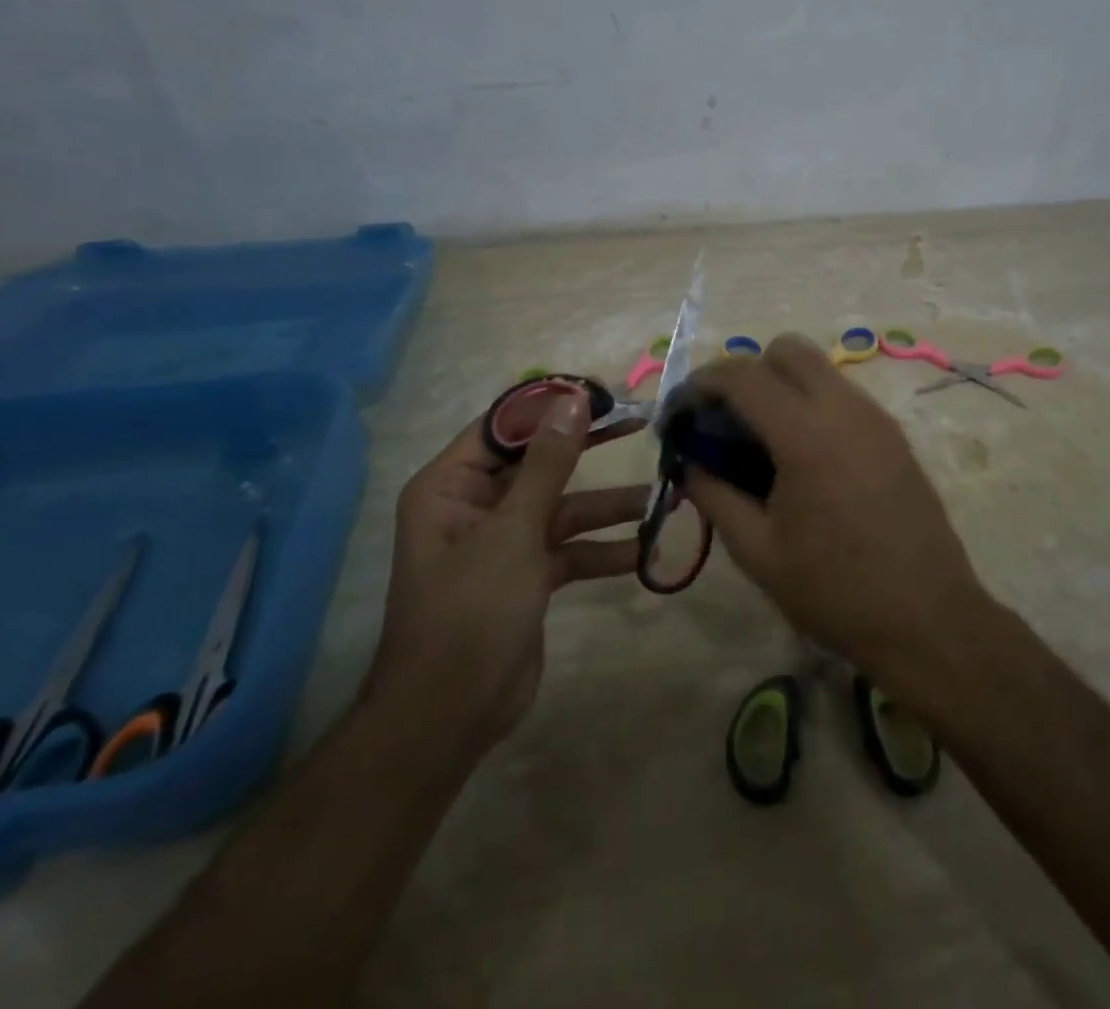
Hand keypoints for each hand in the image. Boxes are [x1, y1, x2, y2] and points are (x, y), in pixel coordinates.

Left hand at [371, 390, 646, 753]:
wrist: (450, 717)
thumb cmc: (469, 611)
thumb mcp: (513, 531)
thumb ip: (547, 464)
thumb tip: (573, 400)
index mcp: (451, 485)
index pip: (504, 426)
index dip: (551, 406)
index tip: (602, 393)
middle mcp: (475, 506)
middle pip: (540, 463)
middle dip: (588, 449)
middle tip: (638, 424)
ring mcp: (504, 542)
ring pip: (562, 508)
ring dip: (607, 506)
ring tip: (660, 495)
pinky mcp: (528, 576)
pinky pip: (570, 549)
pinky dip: (602, 550)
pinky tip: (644, 550)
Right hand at [680, 335, 988, 690]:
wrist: (928, 619)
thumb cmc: (835, 591)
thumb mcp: (757, 551)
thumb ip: (714, 495)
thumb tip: (689, 462)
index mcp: (806, 434)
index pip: (742, 375)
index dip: (700, 384)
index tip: (679, 414)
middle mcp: (844, 408)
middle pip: (785, 350)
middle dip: (745, 372)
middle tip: (724, 420)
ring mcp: (875, 417)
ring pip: (817, 368)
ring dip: (780, 384)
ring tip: (760, 439)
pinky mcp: (893, 433)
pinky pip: (841, 393)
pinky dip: (810, 402)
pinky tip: (801, 455)